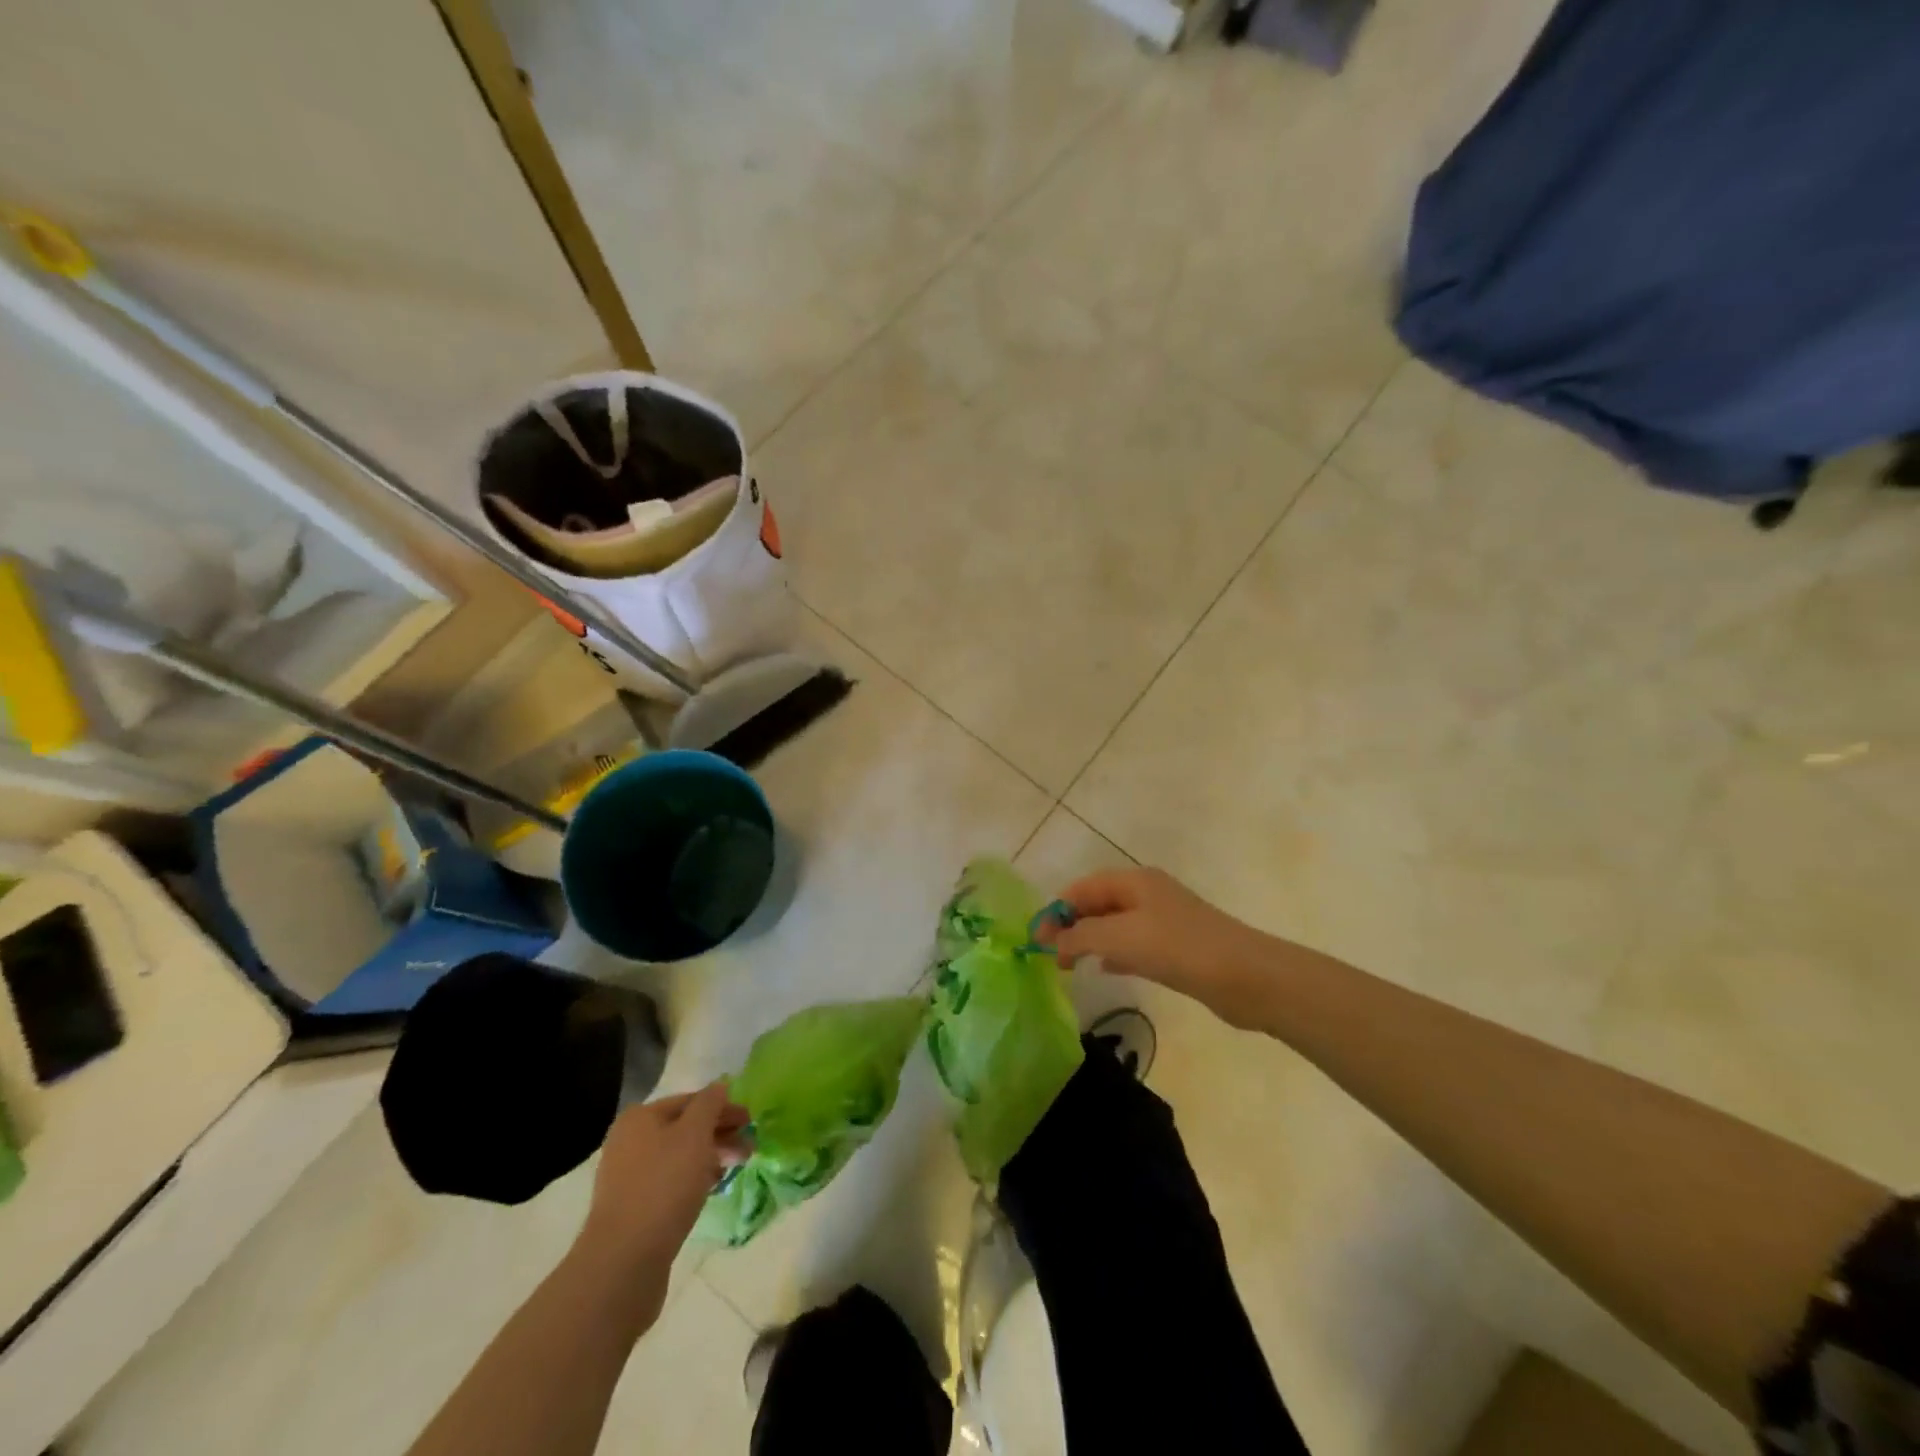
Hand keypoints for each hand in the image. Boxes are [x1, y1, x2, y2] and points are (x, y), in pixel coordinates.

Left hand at [575, 1082, 750, 1304]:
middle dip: (719, 1134)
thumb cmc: (663, 1186)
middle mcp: (629, 1142)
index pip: (691, 1100)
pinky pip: (670, 1182)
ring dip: (710, 1157)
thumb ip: (709, 1104)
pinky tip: (711, 1189)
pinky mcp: (633, 1208)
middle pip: (685, 1128)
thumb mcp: (694, 1134)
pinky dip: (694, 1179)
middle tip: (749, 1147)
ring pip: (679, 1156)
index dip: (723, 1107)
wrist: (623, 1261)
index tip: (750, 1121)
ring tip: (737, 1168)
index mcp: (640, 1118)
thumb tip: (719, 1086)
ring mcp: (628, 1177)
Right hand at [1039, 868, 1276, 1029]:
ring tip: (1069, 965)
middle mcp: (1147, 894)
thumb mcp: (1120, 938)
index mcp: (1134, 881)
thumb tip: (1052, 941)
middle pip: (1097, 904)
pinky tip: (1105, 969)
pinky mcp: (1176, 947)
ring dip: (1090, 940)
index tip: (1036, 939)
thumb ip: (1080, 936)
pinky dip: (1114, 953)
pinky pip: (1134, 944)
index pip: (1082, 888)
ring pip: (1115, 925)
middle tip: (1050, 956)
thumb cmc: (1178, 948)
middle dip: (1071, 925)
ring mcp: (1164, 920)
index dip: (1056, 910)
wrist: (1245, 976)